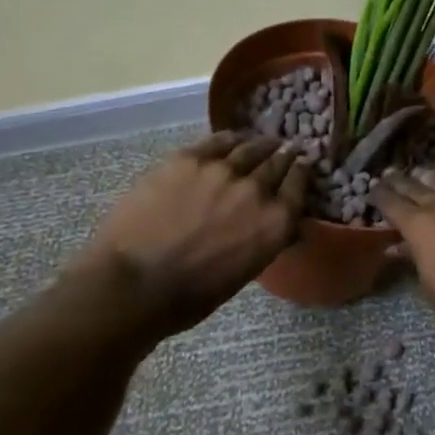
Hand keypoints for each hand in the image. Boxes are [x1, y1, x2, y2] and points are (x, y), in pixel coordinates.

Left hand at [79, 134, 309, 325]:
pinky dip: (230, 139)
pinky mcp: (189, 159)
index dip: (301, 172)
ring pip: (250, 147)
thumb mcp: (246, 271)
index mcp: (276, 223)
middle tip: (285, 150)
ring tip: (261, 142)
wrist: (133, 285)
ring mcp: (222, 170)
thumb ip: (267, 239)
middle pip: (278, 162)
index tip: (302, 165)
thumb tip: (280, 224)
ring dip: (260, 145)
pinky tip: (232, 139)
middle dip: (284, 156)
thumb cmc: (191, 295)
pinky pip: (218, 141)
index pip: (300, 185)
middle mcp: (257, 190)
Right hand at [369, 166, 434, 373]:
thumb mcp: (432, 286)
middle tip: (391, 178)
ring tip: (424, 176)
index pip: (391, 202)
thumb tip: (398, 245)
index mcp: (420, 227)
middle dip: (401, 182)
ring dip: (431, 177)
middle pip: (416, 185)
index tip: (374, 191)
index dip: (380, 195)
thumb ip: (414, 257)